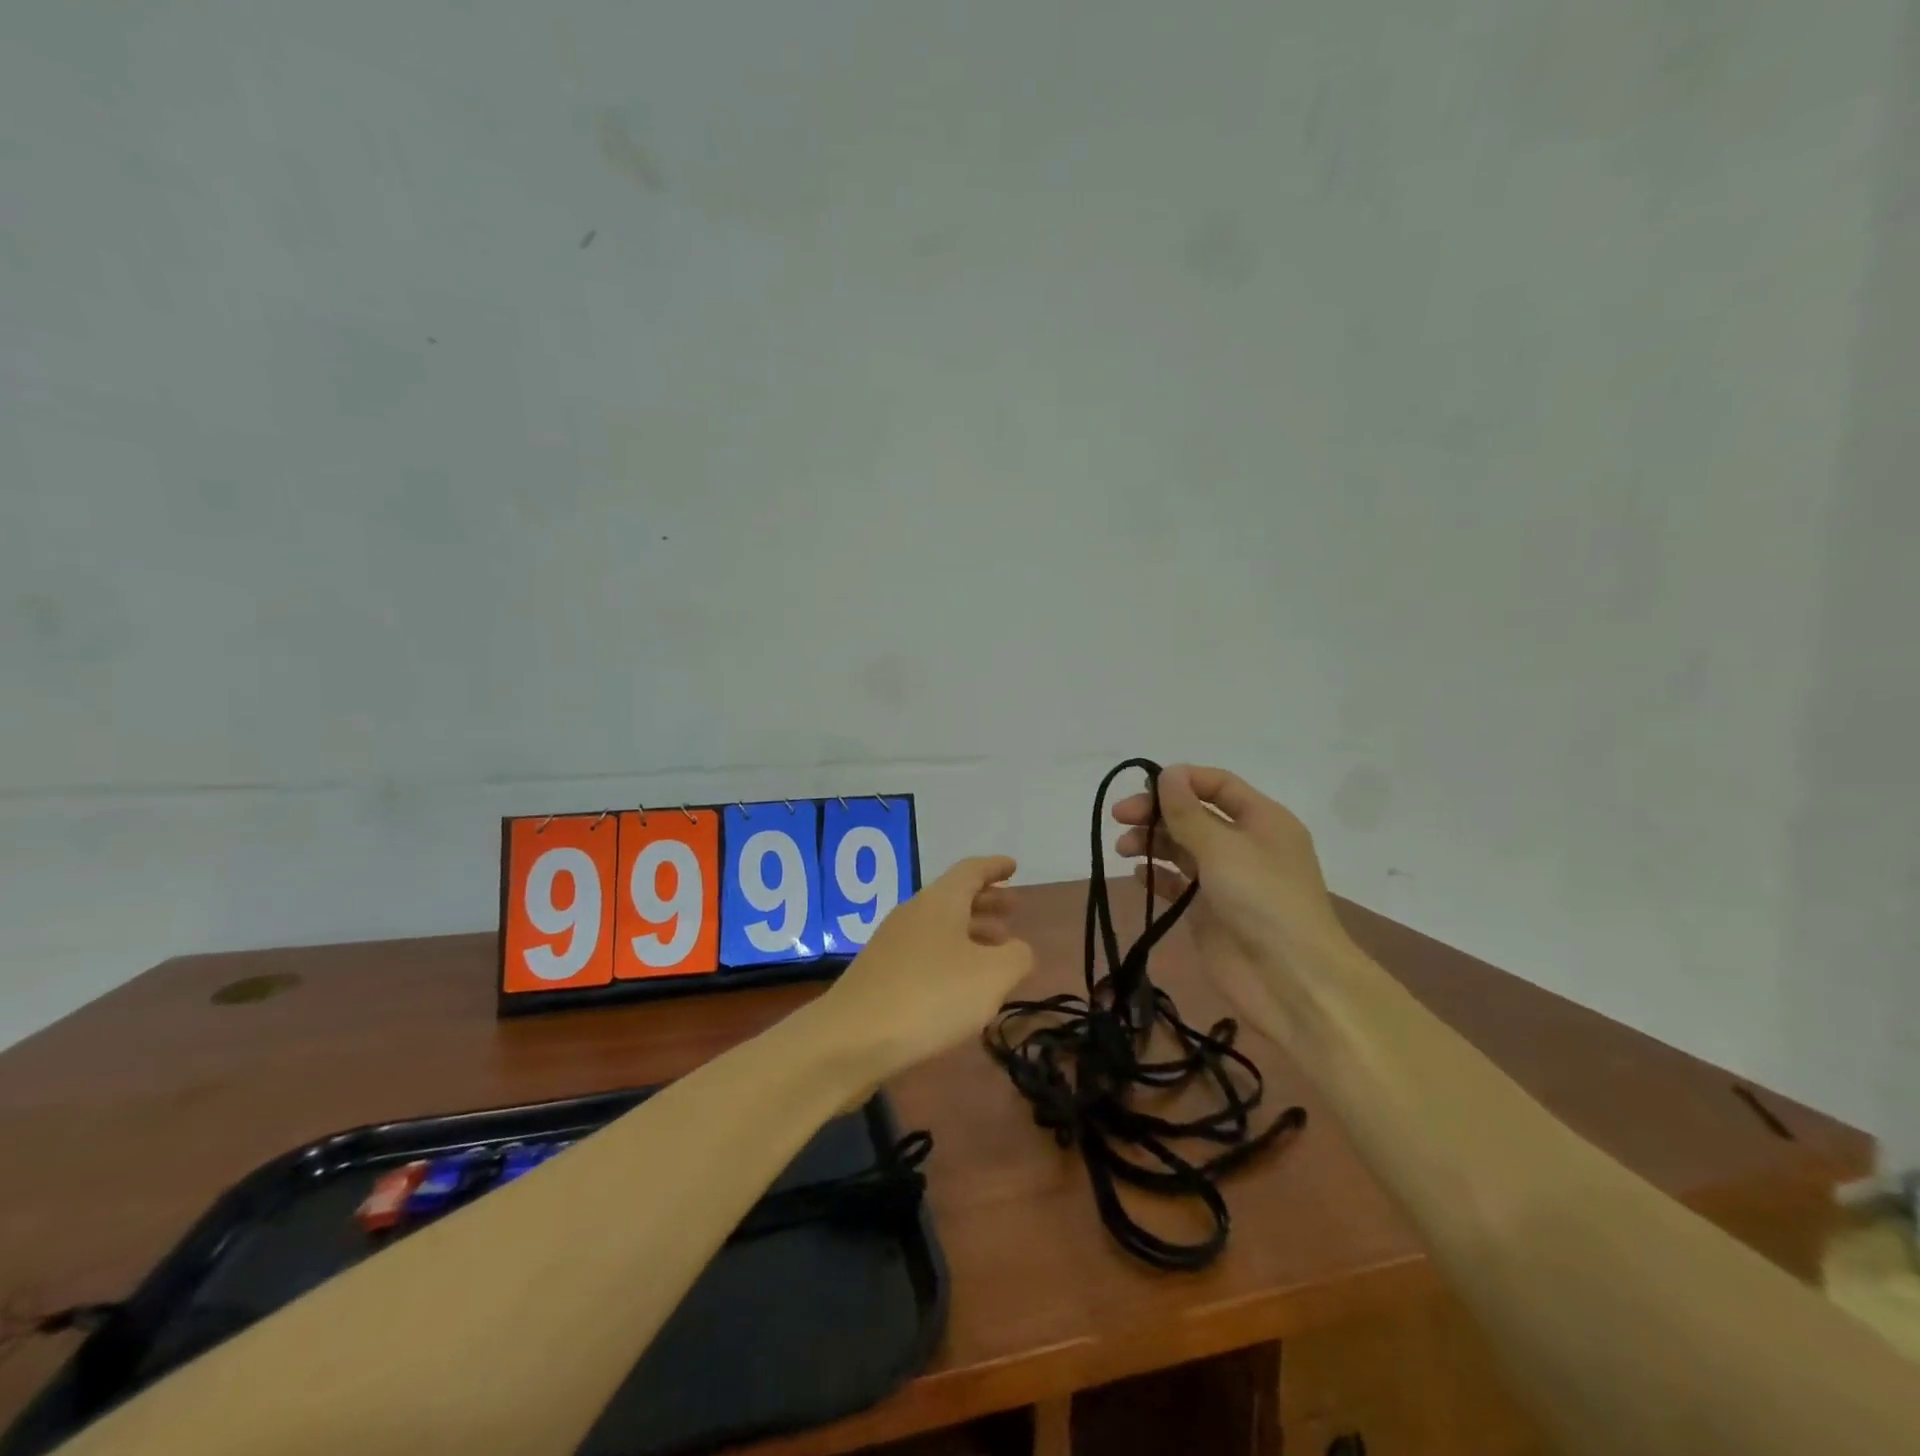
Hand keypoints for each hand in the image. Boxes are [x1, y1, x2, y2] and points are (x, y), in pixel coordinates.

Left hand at [820, 855, 1033, 1077]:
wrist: (851, 1039)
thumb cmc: (931, 996)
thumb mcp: (991, 976)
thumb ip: (1016, 957)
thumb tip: (1017, 949)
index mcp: (940, 901)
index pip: (971, 871)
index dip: (995, 868)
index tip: (1013, 866)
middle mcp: (913, 913)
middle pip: (954, 897)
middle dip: (986, 901)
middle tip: (1014, 909)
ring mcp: (892, 944)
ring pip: (939, 927)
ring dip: (971, 932)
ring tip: (996, 951)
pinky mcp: (880, 974)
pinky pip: (925, 953)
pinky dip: (950, 957)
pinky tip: (961, 985)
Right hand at [1112, 765, 1353, 1039]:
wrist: (1291, 980)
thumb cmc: (1262, 900)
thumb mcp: (1222, 847)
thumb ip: (1187, 812)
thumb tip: (1167, 772)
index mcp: (1262, 820)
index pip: (1217, 785)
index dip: (1180, 780)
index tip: (1142, 787)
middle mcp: (1244, 844)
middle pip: (1194, 815)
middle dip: (1157, 812)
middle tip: (1120, 818)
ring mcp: (1226, 879)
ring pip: (1182, 848)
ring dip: (1152, 842)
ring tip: (1124, 850)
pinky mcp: (1209, 911)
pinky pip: (1178, 884)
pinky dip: (1157, 876)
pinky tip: (1137, 875)